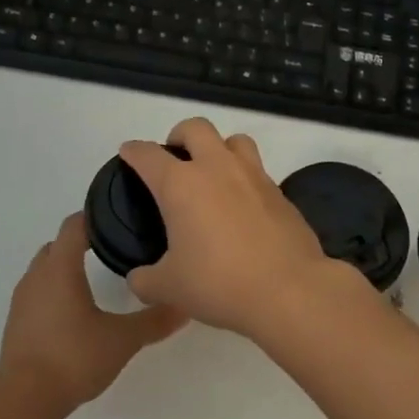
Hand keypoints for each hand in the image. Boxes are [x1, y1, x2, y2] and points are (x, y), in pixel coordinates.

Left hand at [0, 212, 186, 414]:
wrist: (23, 398)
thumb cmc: (73, 357)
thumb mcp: (122, 339)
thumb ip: (153, 321)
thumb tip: (184, 305)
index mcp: (60, 268)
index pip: (74, 225)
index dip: (94, 216)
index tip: (118, 219)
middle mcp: (37, 275)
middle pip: (58, 244)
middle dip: (82, 242)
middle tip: (113, 250)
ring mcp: (22, 299)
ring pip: (45, 269)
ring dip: (66, 268)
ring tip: (95, 280)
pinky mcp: (16, 321)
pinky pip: (38, 292)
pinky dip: (54, 291)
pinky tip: (74, 312)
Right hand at [119, 119, 359, 340]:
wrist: (289, 290)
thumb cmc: (219, 283)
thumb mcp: (169, 289)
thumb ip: (145, 280)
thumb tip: (138, 278)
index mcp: (181, 185)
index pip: (148, 154)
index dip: (133, 151)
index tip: (129, 153)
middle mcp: (216, 168)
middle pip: (195, 128)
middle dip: (179, 136)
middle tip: (174, 159)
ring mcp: (253, 176)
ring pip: (234, 140)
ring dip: (219, 148)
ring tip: (213, 173)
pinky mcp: (280, 193)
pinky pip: (258, 171)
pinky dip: (244, 179)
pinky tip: (241, 207)